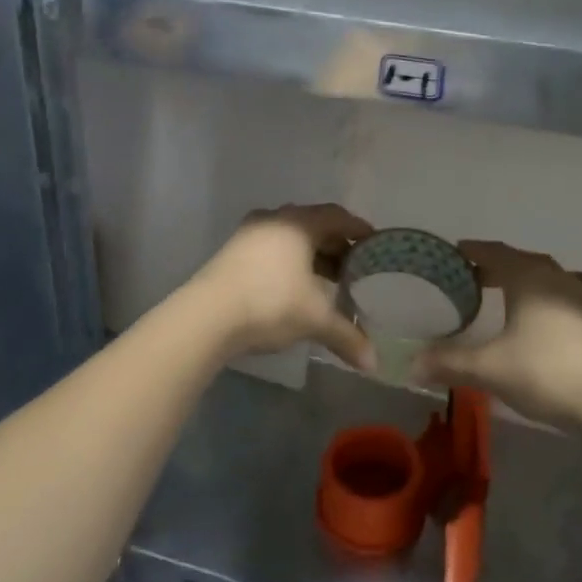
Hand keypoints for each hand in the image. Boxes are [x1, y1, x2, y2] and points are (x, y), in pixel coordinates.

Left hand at [192, 203, 375, 369]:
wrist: (206, 316)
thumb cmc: (270, 302)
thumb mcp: (314, 319)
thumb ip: (347, 336)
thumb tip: (373, 364)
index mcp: (299, 223)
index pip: (337, 217)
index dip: (358, 229)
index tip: (374, 243)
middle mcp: (275, 219)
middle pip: (314, 225)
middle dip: (335, 245)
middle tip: (354, 267)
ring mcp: (250, 234)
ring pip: (290, 237)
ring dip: (311, 255)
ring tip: (326, 280)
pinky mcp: (232, 251)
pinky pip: (271, 248)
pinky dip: (289, 262)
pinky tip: (294, 286)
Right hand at [417, 240, 581, 427]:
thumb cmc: (544, 373)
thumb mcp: (489, 368)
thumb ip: (449, 362)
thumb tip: (411, 362)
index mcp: (527, 277)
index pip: (495, 252)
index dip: (474, 251)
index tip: (456, 252)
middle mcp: (557, 277)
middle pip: (522, 261)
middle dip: (497, 265)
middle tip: (474, 278)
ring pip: (553, 274)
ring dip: (531, 276)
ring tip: (516, 289)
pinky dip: (577, 287)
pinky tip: (575, 295)